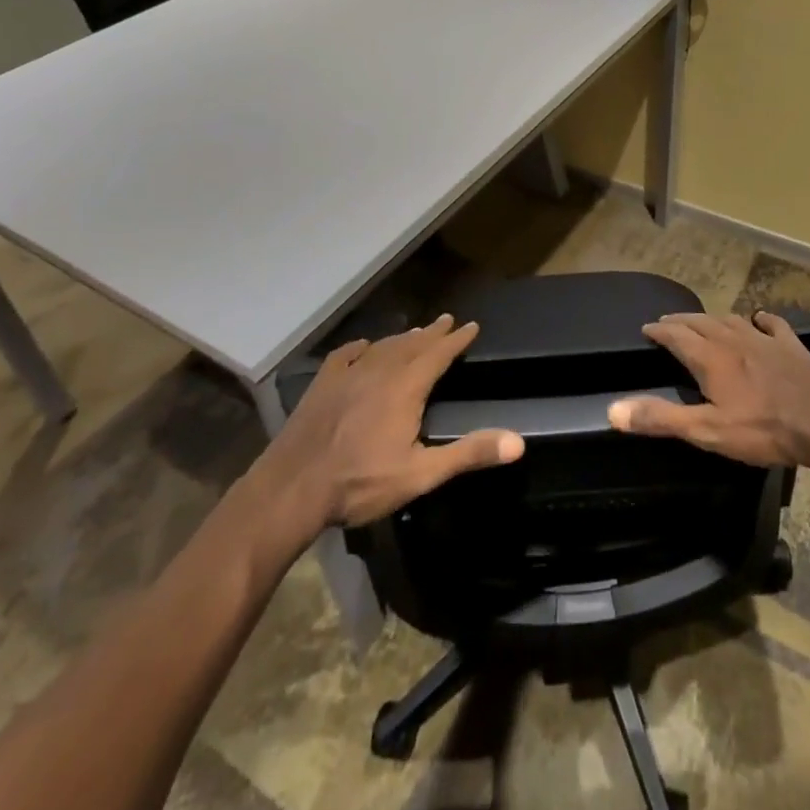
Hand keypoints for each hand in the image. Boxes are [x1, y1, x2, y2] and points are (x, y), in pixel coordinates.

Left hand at [255, 315, 524, 529]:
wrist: (291, 488)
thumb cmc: (359, 483)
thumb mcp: (420, 474)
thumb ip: (468, 454)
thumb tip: (518, 442)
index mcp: (406, 387)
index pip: (439, 354)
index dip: (457, 339)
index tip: (472, 326)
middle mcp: (380, 371)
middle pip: (412, 344)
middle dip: (433, 333)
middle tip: (447, 320)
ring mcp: (347, 375)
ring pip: (383, 347)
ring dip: (403, 338)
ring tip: (415, 332)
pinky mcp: (322, 385)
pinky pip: (346, 355)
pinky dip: (362, 347)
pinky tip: (364, 347)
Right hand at [606, 310, 809, 471]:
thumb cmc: (764, 428)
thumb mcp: (708, 431)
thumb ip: (662, 419)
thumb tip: (613, 410)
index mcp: (710, 359)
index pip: (676, 336)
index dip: (660, 331)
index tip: (647, 328)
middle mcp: (733, 340)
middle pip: (701, 323)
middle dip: (681, 321)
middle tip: (668, 322)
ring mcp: (765, 340)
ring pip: (731, 320)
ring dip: (713, 319)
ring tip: (703, 321)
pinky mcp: (792, 347)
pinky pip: (773, 325)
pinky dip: (761, 319)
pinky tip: (760, 318)